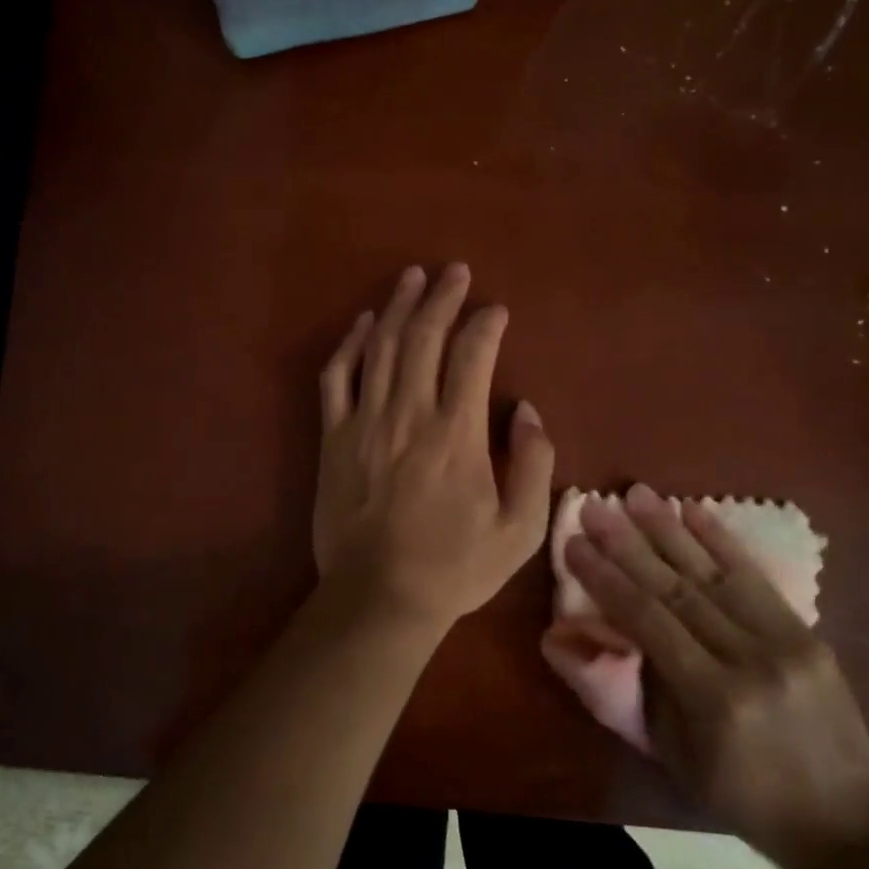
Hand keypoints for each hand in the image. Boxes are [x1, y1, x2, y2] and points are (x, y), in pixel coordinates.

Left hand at [313, 264, 554, 632]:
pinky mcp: (333, 436)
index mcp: (457, 434)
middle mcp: (409, 414)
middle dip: (441, 297)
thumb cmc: (455, 567)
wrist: (379, 597)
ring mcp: (365, 421)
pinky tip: (364, 322)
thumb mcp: (520, 530)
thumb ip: (535, 465)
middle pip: (423, 337)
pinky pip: (337, 377)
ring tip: (412, 276)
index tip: (497, 311)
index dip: (486, 325)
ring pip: (380, 346)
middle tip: (454, 271)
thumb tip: (528, 411)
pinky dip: (350, 344)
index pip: (472, 357)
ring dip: (397, 306)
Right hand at [565, 485, 868, 868]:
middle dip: (627, 543)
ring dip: (669, 529)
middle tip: (594, 506)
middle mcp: (748, 659)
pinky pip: (756, 578)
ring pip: (712, 573)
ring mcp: (784, 642)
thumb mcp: (673, 756)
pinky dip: (722, 540)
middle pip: (675, 587)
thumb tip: (566, 638)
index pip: (646, 619)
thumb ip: (623, 691)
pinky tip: (694, 509)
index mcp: (712, 698)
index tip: (572, 544)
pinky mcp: (807, 633)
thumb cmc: (744, 797)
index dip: (605, 579)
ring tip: (635, 493)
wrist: (853, 825)